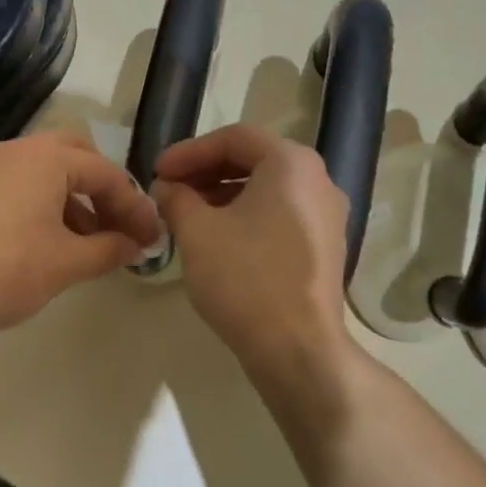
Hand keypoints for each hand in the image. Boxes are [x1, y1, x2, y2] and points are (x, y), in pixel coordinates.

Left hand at [0, 131, 161, 338]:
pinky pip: (25, 184)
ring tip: (93, 244)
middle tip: (120, 226)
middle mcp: (18, 150)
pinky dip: (49, 204)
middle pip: (78, 156)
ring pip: (50, 170)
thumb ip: (110, 249)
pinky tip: (57, 242)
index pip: (106, 174)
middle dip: (105, 190)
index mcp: (46, 158)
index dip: (134, 207)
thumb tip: (137, 246)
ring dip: (78, 199)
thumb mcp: (68, 263)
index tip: (152, 239)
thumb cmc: (7, 271)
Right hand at [153, 125, 353, 385]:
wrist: (297, 348)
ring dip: (223, 194)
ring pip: (267, 189)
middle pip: (253, 160)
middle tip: (169, 190)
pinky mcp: (326, 247)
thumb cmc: (245, 278)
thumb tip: (167, 187)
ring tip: (186, 214)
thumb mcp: (197, 231)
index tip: (157, 171)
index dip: (188, 151)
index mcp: (291, 163)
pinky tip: (217, 238)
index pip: (233, 138)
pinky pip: (280, 215)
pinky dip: (246, 216)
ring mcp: (328, 215)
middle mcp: (318, 180)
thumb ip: (176, 197)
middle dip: (205, 172)